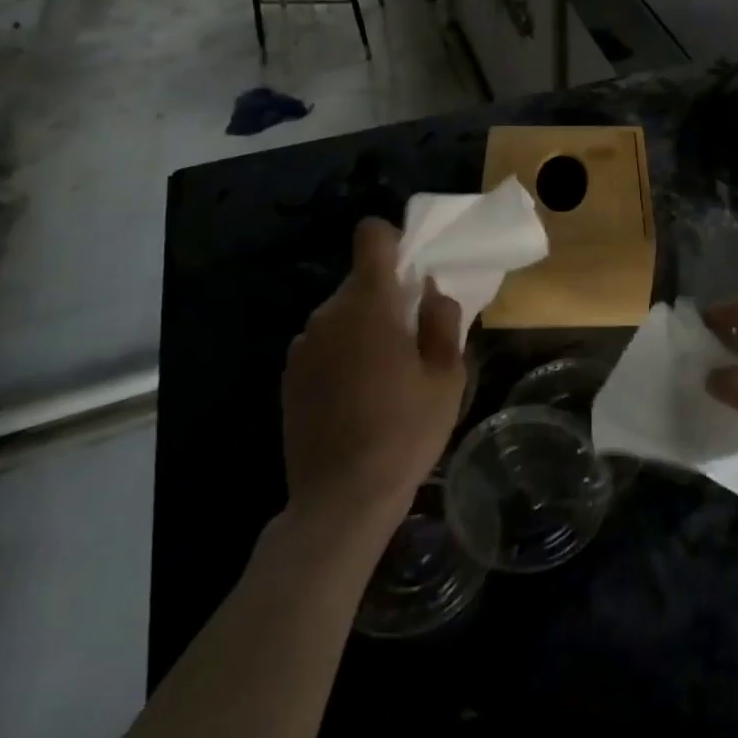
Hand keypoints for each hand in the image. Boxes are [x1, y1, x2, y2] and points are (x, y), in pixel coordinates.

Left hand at [280, 218, 464, 527]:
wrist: (340, 500)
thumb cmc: (405, 432)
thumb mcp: (447, 376)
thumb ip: (442, 321)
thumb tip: (430, 293)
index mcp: (370, 304)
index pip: (370, 237)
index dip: (392, 241)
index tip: (411, 271)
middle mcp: (328, 314)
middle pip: (359, 280)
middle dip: (385, 295)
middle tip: (411, 335)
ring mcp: (302, 346)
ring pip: (341, 313)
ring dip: (363, 326)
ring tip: (384, 372)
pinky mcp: (289, 377)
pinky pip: (322, 343)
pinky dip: (341, 352)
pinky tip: (356, 395)